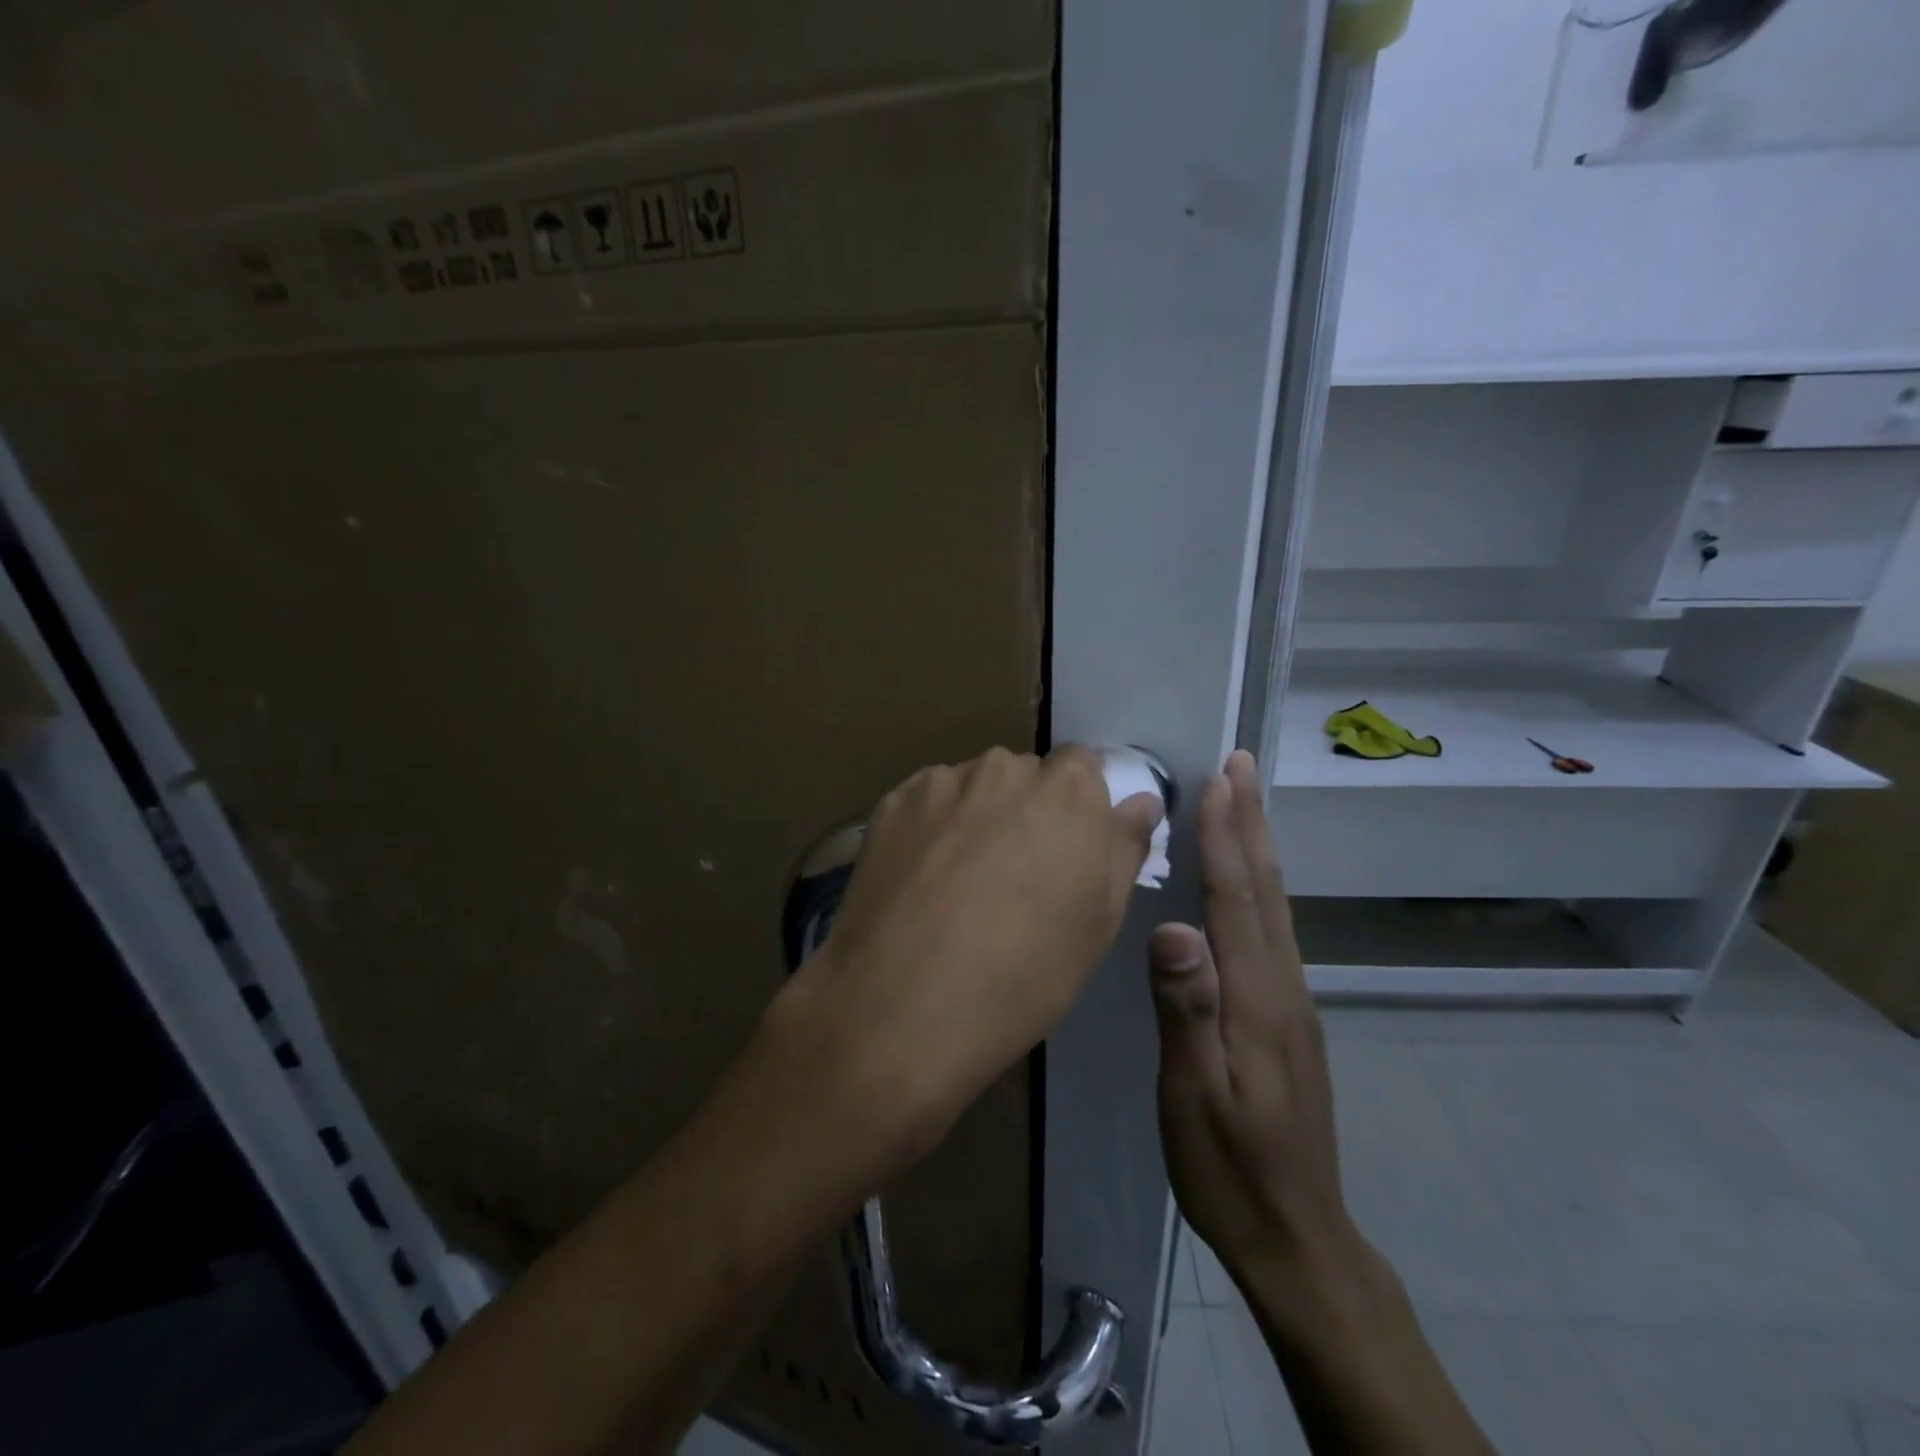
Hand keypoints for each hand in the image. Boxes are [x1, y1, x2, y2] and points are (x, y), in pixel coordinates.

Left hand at [772, 745, 1162, 1158]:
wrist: (905, 1004)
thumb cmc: (1024, 974)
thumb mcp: (1099, 922)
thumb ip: (1123, 848)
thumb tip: (1140, 801)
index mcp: (1068, 790)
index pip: (1082, 767)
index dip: (1076, 807)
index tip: (1065, 850)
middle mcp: (1005, 768)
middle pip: (1024, 776)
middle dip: (1024, 810)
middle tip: (1011, 875)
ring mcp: (941, 782)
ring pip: (971, 788)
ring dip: (974, 816)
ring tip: (957, 882)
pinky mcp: (892, 802)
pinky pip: (925, 804)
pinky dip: (929, 828)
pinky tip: (918, 879)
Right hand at [1149, 751, 1363, 1288]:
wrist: (1297, 1233)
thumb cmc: (1228, 1164)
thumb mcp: (1192, 1093)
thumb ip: (1187, 1009)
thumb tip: (1175, 929)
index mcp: (1256, 997)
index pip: (1235, 898)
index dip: (1225, 835)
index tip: (1218, 779)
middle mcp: (1283, 985)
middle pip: (1265, 888)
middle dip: (1251, 821)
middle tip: (1242, 765)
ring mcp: (1292, 1001)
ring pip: (1276, 906)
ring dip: (1259, 847)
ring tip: (1246, 804)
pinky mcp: (1290, 1018)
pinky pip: (1275, 930)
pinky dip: (1261, 887)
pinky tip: (1249, 884)